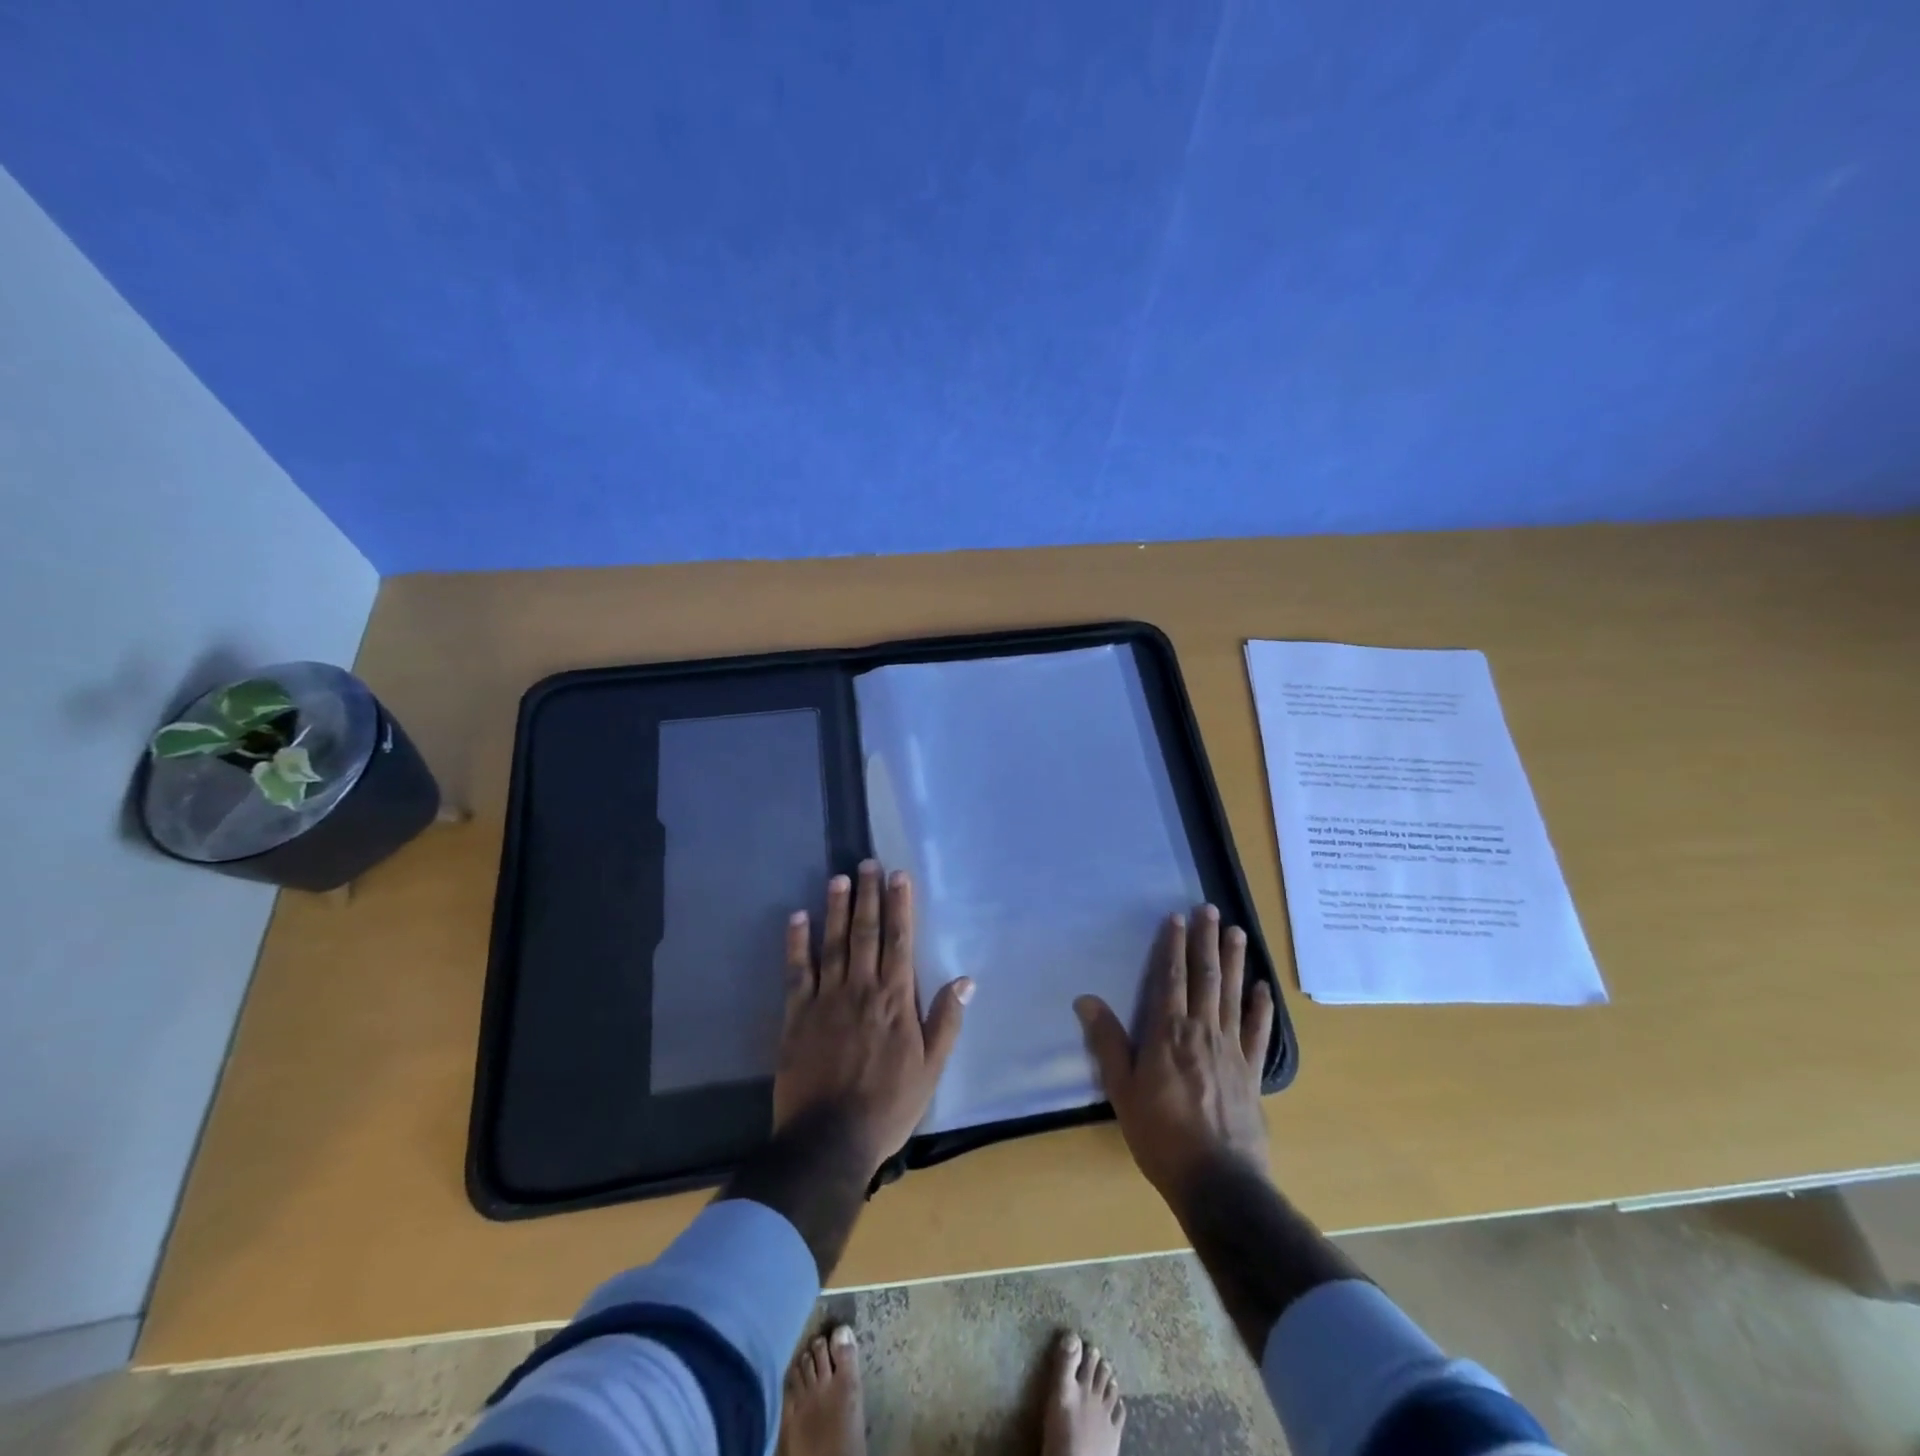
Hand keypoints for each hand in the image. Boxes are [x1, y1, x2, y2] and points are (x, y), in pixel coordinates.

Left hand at [777, 861, 972, 1175]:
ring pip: (833, 943)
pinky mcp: (797, 1015)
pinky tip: (798, 918)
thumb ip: (946, 1021)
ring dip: (836, 908)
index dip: (899, 906)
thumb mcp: (930, 1069)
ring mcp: (826, 999)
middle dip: (868, 895)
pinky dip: (797, 943)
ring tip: (839, 877)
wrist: (830, 1140)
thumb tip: (965, 980)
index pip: (899, 942)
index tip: (899, 876)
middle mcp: (861, 989)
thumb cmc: (888, 1105)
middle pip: (865, 933)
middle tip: (868, 863)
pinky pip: (797, 971)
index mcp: (895, 1000)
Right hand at [1074, 905, 1275, 1212]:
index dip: (1172, 946)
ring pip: (1233, 995)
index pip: (1170, 978)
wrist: (1218, 1181)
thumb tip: (1086, 999)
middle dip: (1206, 941)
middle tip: (1210, 909)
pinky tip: (1263, 988)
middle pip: (1205, 977)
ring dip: (1234, 961)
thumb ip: (1108, 1042)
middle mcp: (1202, 1031)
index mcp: (1168, 1033)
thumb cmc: (1161, 1135)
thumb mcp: (1122, 1090)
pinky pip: (1258, 1032)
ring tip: (1237, 932)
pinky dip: (1261, 1008)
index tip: (1176, 917)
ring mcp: (1232, 1050)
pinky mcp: (1252, 1072)